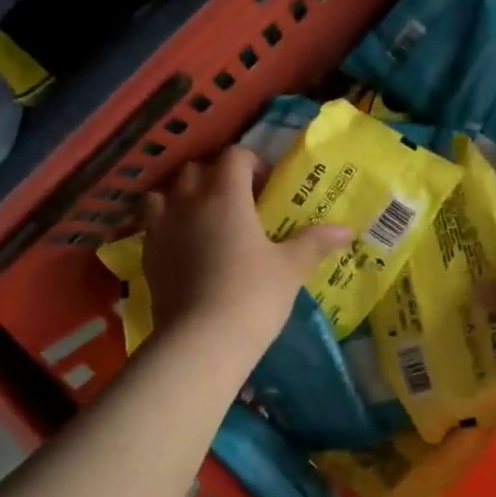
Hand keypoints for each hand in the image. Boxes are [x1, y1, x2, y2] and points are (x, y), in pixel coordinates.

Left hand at [140, 147, 349, 363]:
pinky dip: (167, 225)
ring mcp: (162, 228)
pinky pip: (152, 225)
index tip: (267, 186)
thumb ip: (315, 242)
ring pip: (165, 193)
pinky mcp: (148, 255)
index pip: (234, 156)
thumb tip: (348, 230)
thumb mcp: (291, 269)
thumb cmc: (253, 296)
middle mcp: (189, 202)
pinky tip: (184, 248)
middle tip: (239, 203)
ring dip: (184, 197)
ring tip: (204, 220)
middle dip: (217, 177)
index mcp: (226, 196)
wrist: (202, 340)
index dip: (252, 163)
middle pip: (196, 170)